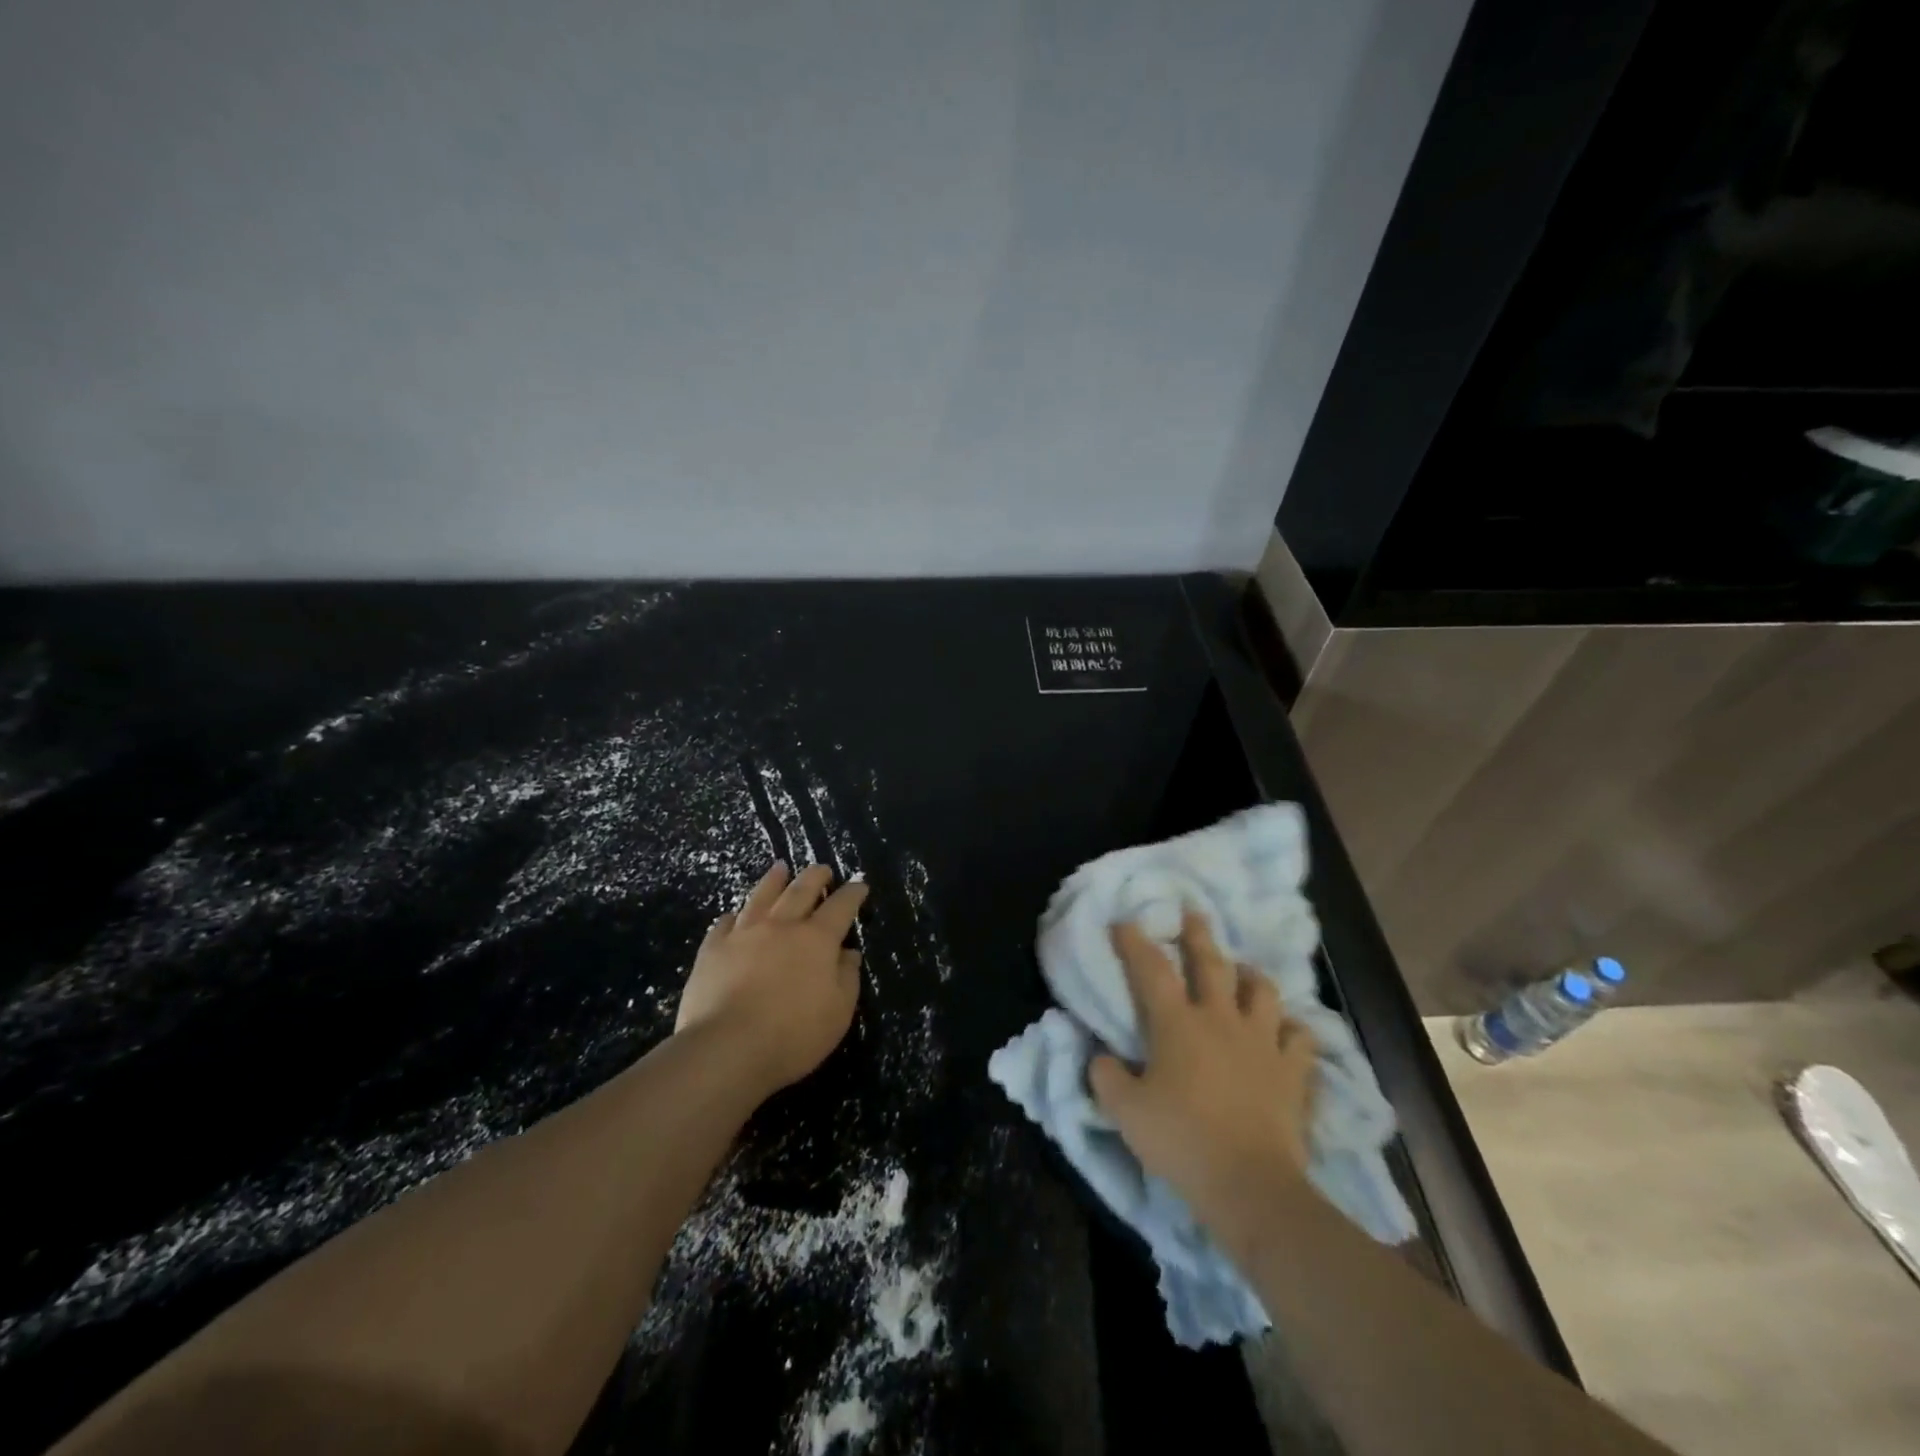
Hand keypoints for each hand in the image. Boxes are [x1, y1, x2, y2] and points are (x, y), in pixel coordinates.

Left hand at [675, 862, 867, 1095]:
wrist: (727, 1048)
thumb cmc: (793, 1035)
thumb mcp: (838, 1013)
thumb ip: (847, 978)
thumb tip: (849, 953)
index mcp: (817, 939)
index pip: (841, 906)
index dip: (853, 893)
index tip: (860, 884)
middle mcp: (781, 926)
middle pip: (801, 890)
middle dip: (815, 876)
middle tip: (823, 869)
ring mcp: (743, 934)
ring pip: (761, 896)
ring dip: (774, 880)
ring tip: (780, 868)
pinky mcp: (712, 949)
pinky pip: (724, 923)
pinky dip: (733, 916)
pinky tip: (734, 915)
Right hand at [1088, 910, 1317, 1228]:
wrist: (1250, 1185)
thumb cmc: (1181, 1141)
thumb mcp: (1125, 1112)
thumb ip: (1106, 1077)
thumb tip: (1100, 1057)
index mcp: (1177, 1024)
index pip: (1151, 969)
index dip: (1135, 942)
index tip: (1125, 921)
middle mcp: (1220, 1019)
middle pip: (1211, 963)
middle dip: (1198, 934)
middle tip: (1193, 912)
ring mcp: (1262, 1042)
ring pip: (1262, 991)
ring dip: (1250, 976)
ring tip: (1243, 972)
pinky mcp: (1293, 1071)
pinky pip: (1300, 1037)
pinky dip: (1291, 1028)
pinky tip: (1285, 1030)